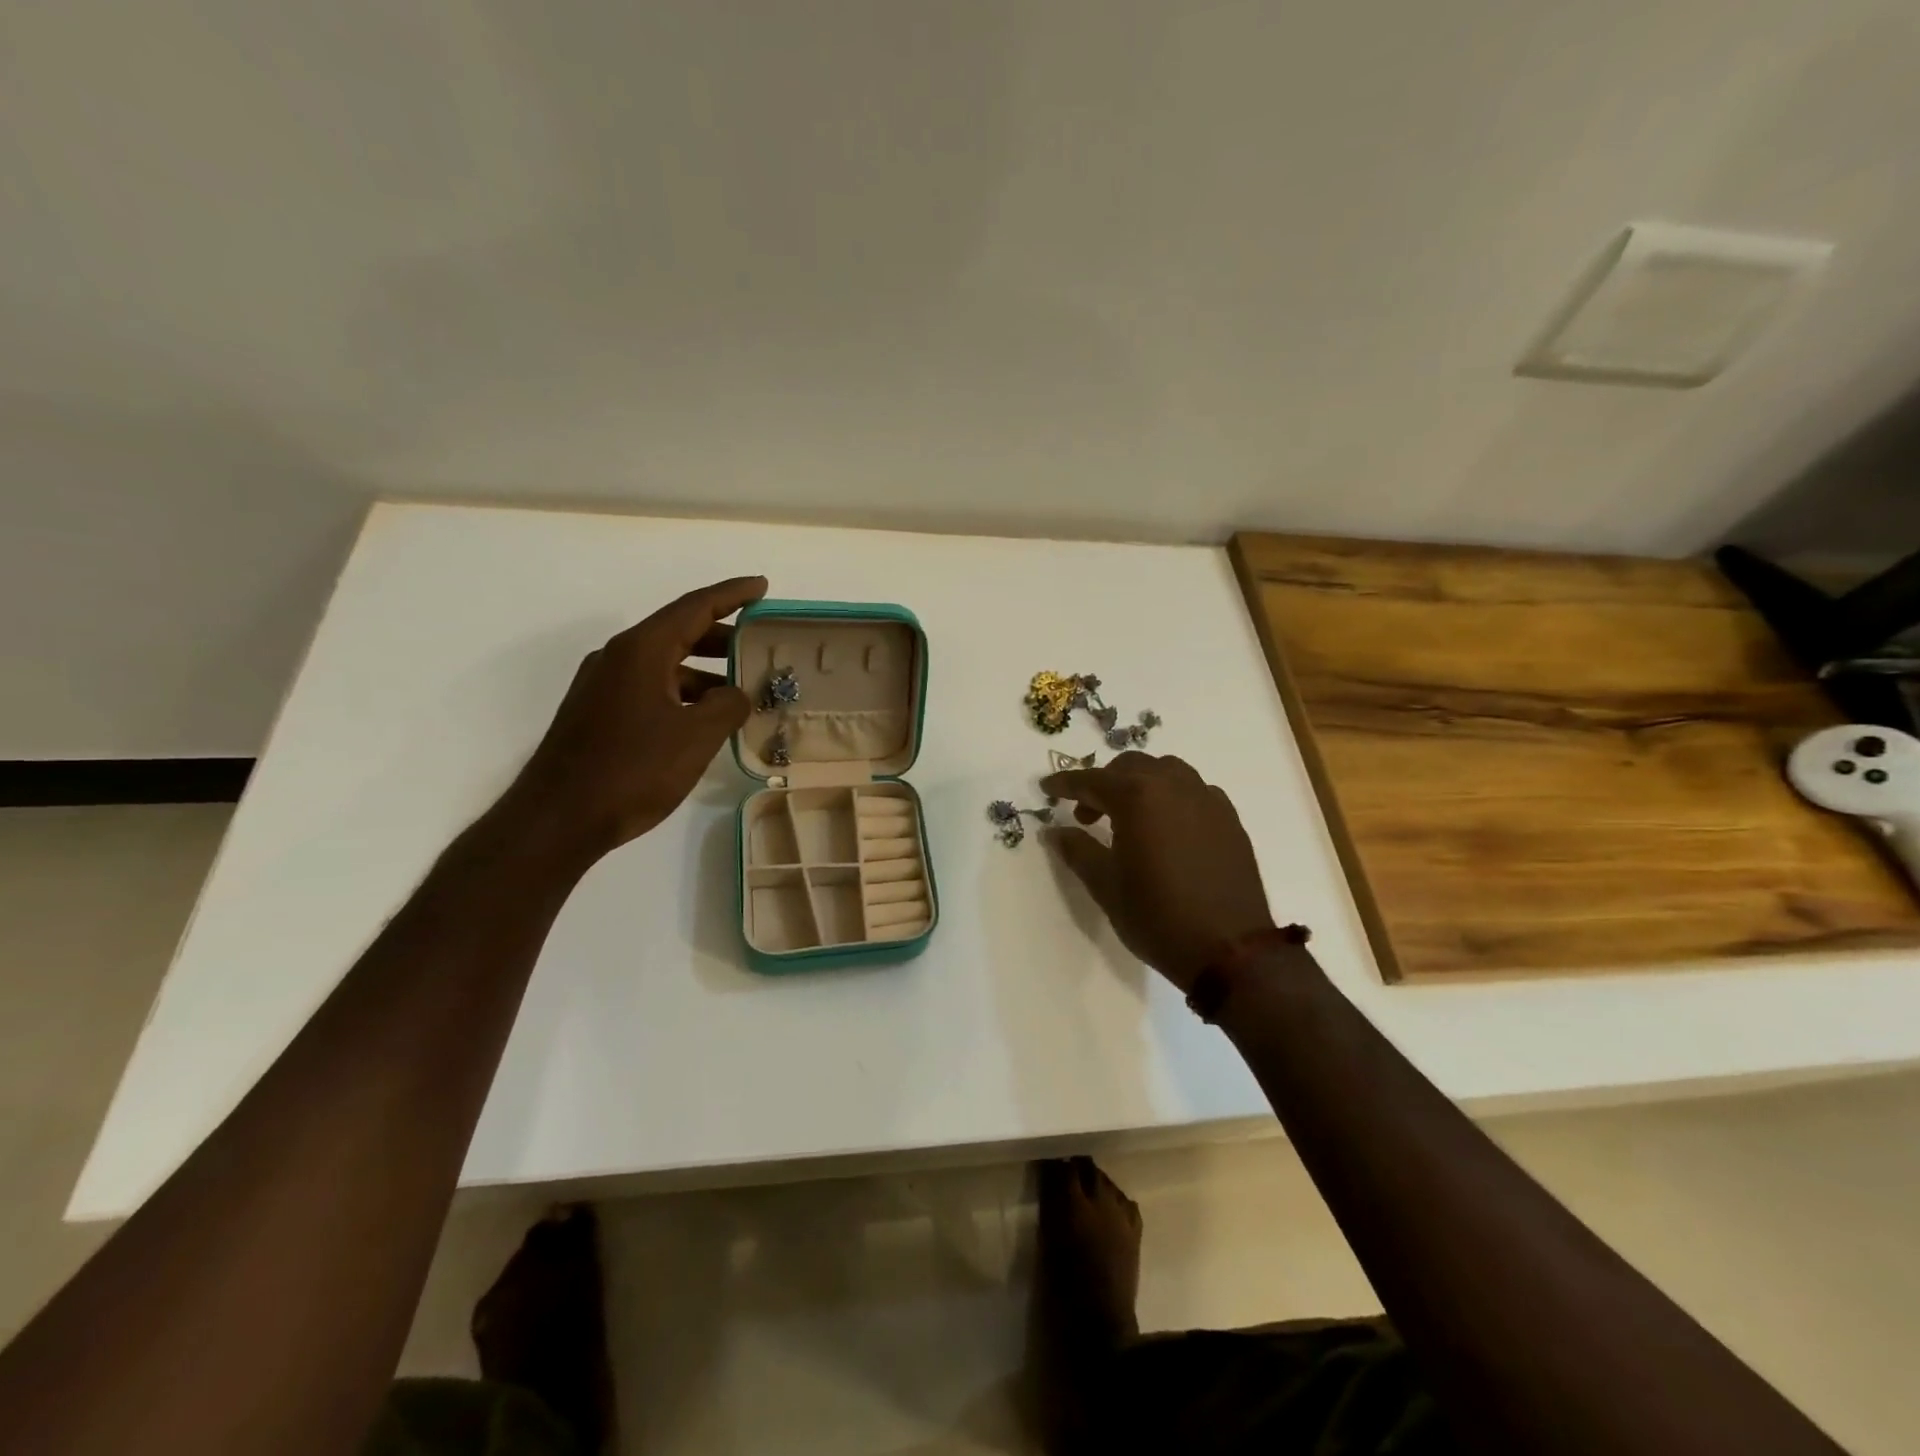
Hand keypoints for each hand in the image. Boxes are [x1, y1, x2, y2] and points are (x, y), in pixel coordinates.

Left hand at [494, 575, 767, 865]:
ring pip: (664, 663)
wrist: (558, 818)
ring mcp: (603, 685)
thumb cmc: (633, 769)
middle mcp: (618, 657)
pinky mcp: (598, 713)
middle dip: (722, 636)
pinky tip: (704, 719)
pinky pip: (650, 688)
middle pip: (678, 631)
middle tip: (758, 646)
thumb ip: (728, 706)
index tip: (762, 586)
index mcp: (641, 650)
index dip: (733, 594)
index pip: (695, 607)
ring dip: (704, 671)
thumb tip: (738, 694)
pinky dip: (682, 693)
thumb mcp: (696, 736)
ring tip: (740, 691)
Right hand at [1041, 753, 1274, 991]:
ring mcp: (1207, 799)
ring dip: (1140, 785)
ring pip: (1166, 772)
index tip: (1047, 788)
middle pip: (1130, 767)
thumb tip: (1054, 830)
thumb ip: (1077, 849)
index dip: (1065, 783)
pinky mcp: (1229, 819)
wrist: (1230, 949)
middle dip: (1103, 784)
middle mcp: (1174, 786)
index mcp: (1138, 796)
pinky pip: (1193, 792)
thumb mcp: (1106, 885)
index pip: (1092, 780)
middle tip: (1087, 815)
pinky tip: (1167, 829)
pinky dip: (1172, 798)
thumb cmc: (1157, 916)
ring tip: (1129, 818)